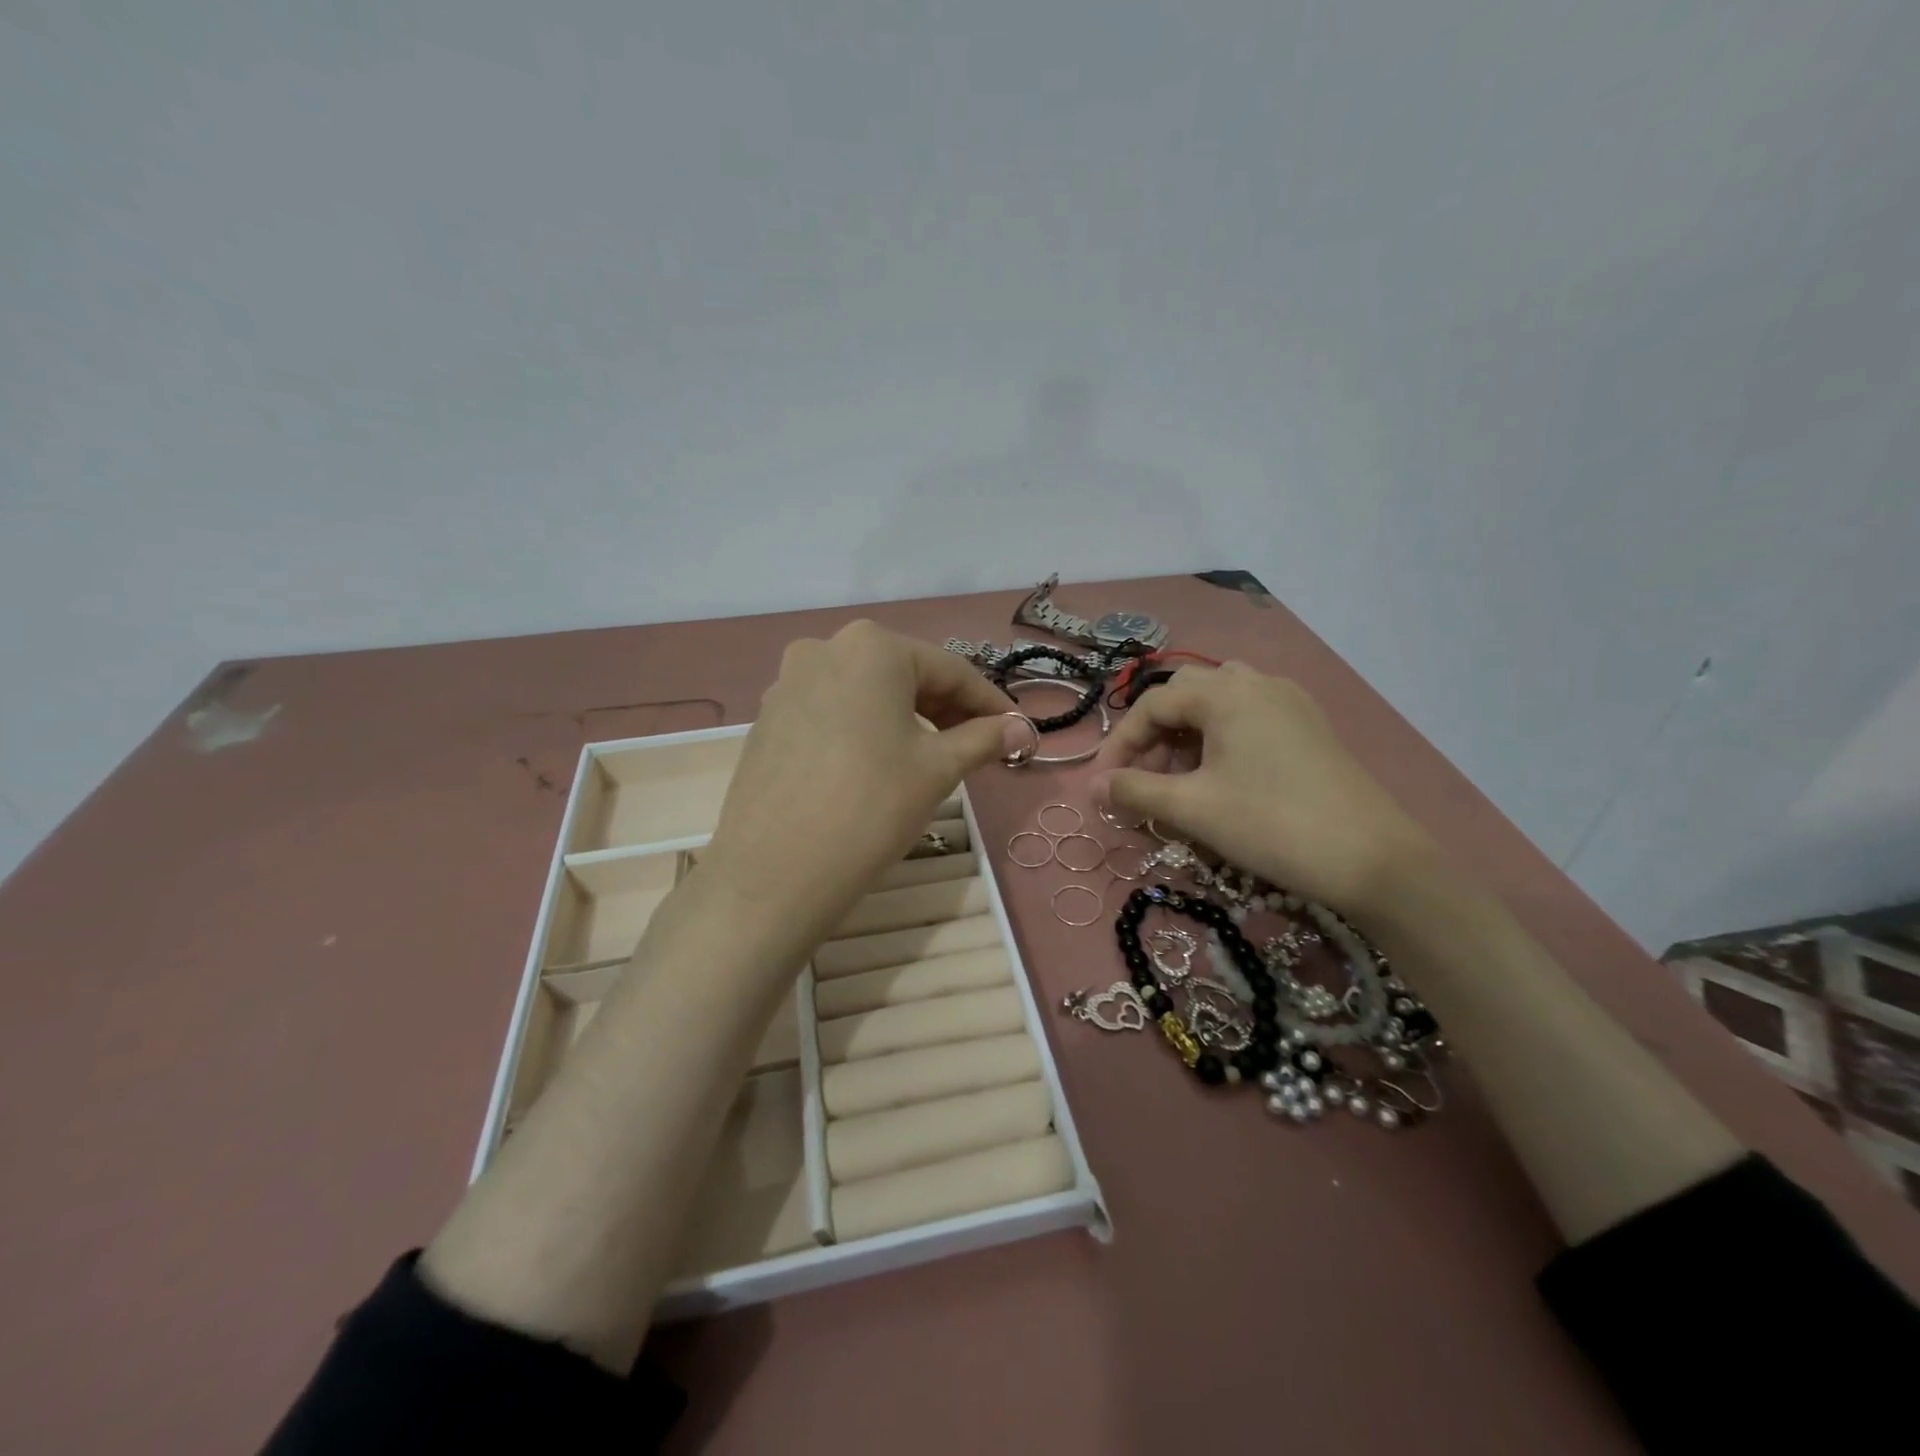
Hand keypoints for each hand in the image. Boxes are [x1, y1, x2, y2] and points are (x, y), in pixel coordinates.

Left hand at [698, 622, 1015, 947]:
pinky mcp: (768, 719)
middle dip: (946, 710)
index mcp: (872, 647)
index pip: (949, 670)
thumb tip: (1022, 729)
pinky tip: (879, 765)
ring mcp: (788, 683)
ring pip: (867, 695)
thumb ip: (984, 738)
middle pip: (904, 676)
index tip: (1016, 730)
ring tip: (933, 757)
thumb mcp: (938, 769)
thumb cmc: (871, 806)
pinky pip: (833, 713)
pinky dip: (866, 730)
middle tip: (979, 746)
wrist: (774, 873)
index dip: (989, 703)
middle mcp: (824, 649)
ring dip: (907, 719)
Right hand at [1089, 663, 1438, 922]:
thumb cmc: (1272, 824)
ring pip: (1218, 704)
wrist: (1374, 859)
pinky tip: (1222, 778)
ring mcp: (1289, 702)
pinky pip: (1248, 717)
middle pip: (1185, 696)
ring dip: (1187, 735)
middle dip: (1154, 737)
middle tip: (1143, 781)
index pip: (1152, 705)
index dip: (1121, 744)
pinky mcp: (1309, 726)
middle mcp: (1256, 682)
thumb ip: (1134, 790)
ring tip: (1181, 779)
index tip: (1104, 785)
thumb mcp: (1192, 808)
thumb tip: (1092, 786)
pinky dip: (1220, 739)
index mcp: (1225, 692)